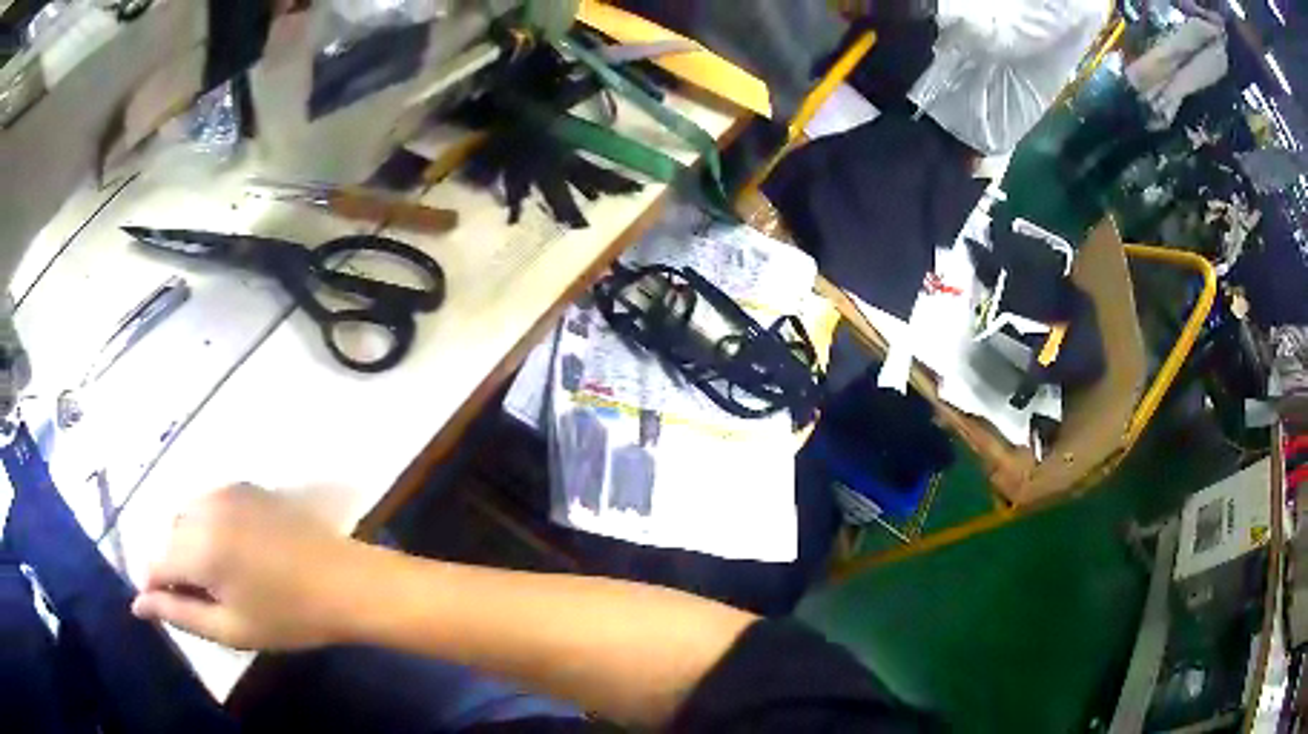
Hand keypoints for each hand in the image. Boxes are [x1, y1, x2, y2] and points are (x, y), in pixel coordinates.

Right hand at [132, 484, 373, 650]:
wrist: (346, 582)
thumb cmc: (289, 616)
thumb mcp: (231, 629)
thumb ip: (179, 614)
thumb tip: (138, 605)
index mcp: (198, 547)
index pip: (154, 564)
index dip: (155, 588)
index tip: (167, 609)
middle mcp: (204, 508)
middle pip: (169, 538)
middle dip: (175, 566)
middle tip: (205, 599)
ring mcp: (226, 491)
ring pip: (186, 517)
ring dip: (190, 544)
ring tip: (222, 578)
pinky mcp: (246, 485)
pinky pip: (209, 504)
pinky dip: (208, 526)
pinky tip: (236, 553)